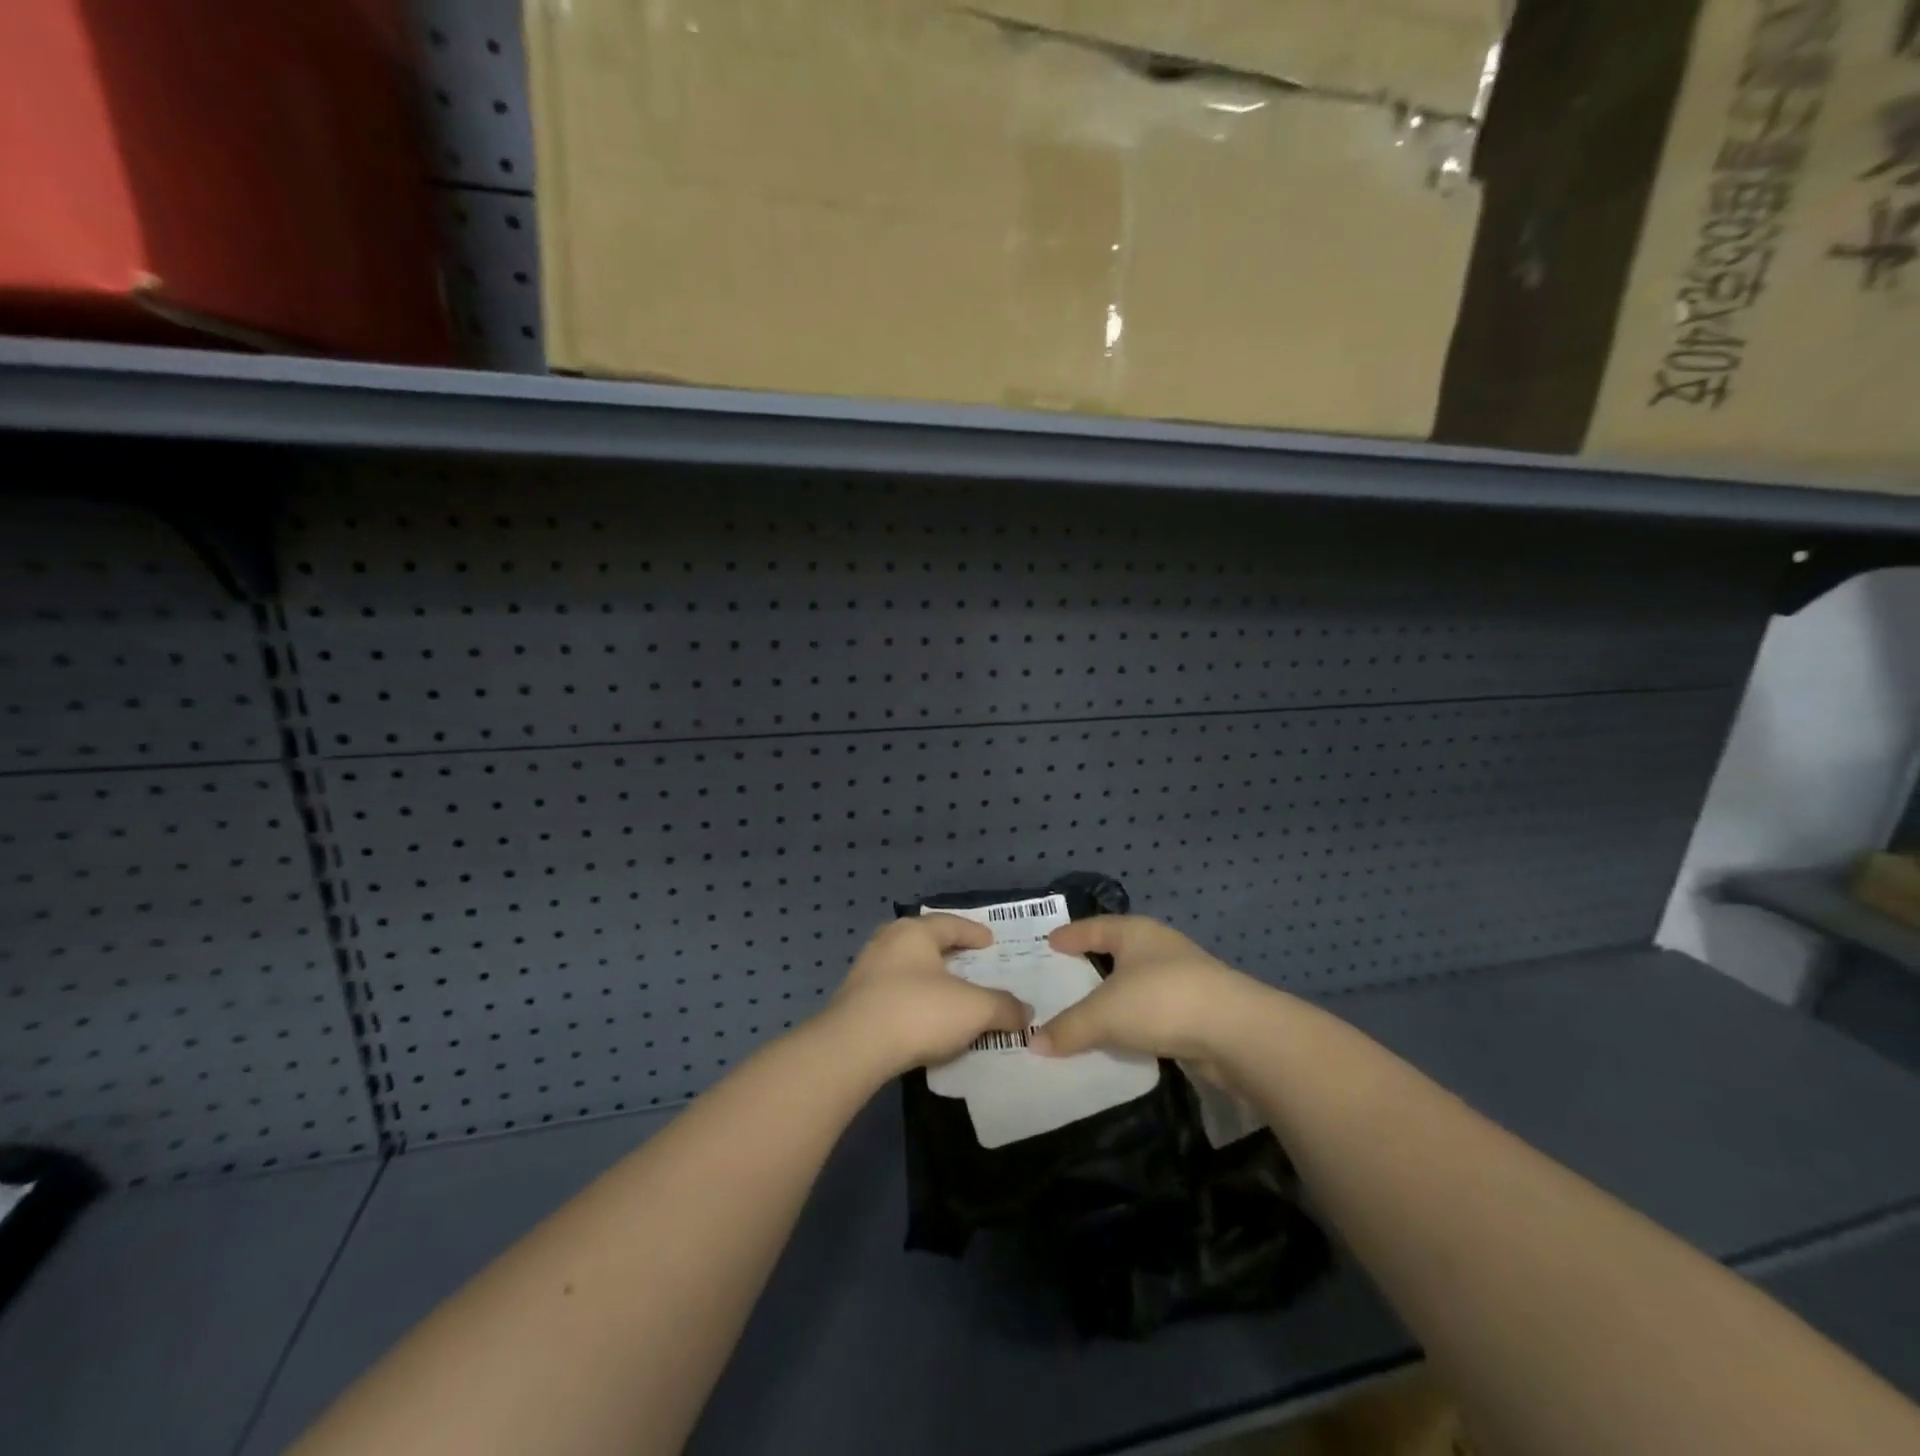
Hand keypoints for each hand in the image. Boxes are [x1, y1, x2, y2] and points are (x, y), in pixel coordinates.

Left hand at [828, 915, 1030, 1075]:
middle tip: (969, 962)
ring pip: (905, 967)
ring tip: (948, 993)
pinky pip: (891, 993)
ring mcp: (865, 971)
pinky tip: (922, 1018)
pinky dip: (911, 1000)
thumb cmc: (918, 1012)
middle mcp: (887, 942)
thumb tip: (1025, 1012)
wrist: (853, 1048)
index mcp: (914, 932)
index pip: (950, 923)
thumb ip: (1003, 1007)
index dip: (973, 932)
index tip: (990, 942)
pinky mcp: (853, 1002)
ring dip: (927, 978)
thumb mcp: (974, 1009)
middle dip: (947, 952)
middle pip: (924, 941)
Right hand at [1030, 916, 1255, 1062]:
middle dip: (1093, 962)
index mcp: (1135, 933)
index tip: (1051, 941)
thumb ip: (1068, 1028)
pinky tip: (1123, 1036)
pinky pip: (1154, 1011)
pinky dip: (1136, 1020)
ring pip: (1138, 983)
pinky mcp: (1199, 1010)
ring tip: (1089, 1011)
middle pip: (1118, 951)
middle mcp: (1160, 948)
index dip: (1072, 934)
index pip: (1095, 927)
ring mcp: (1184, 978)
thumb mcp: (1104, 1014)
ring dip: (1117, 996)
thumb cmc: (1161, 1001)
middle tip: (1064, 975)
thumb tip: (1033, 1042)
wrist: (1237, 1032)